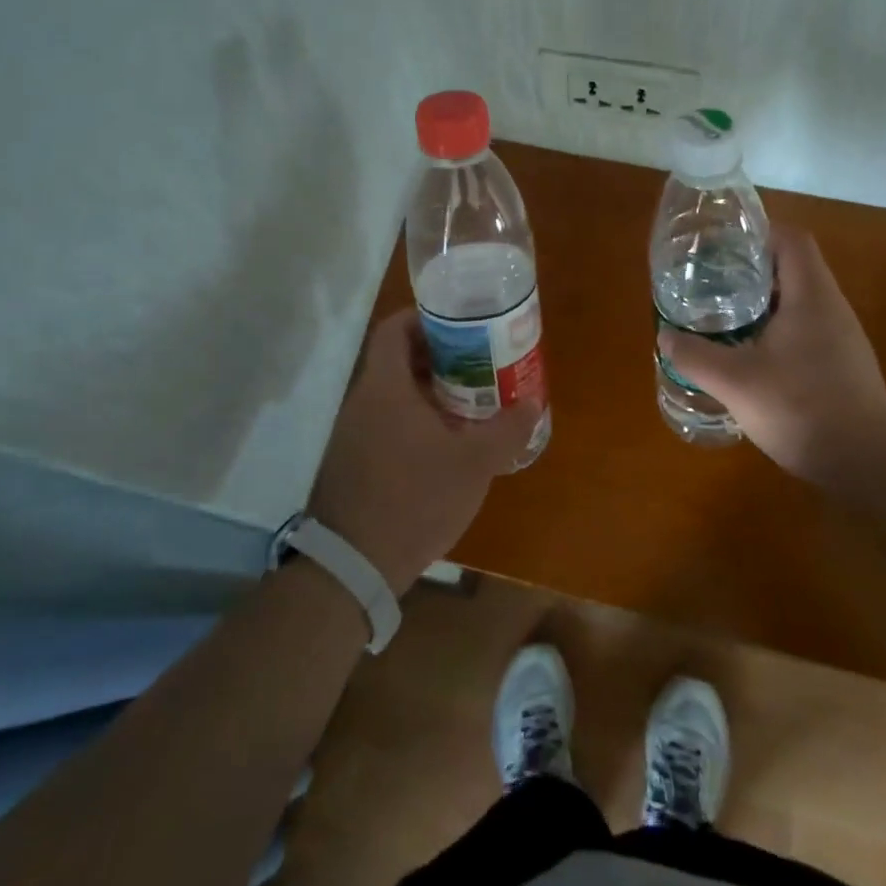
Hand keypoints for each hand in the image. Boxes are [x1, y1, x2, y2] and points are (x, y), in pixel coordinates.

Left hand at [308, 309, 536, 594]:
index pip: (395, 329)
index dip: (425, 318)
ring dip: (430, 392)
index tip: (461, 326)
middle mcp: (362, 402)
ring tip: (470, 403)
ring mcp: (353, 434)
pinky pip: (386, 423)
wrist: (353, 566)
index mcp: (385, 387)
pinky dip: (415, 421)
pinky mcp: (353, 462)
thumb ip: (507, 429)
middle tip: (479, 364)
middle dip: (440, 358)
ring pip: (394, 395)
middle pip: (399, 361)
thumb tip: (532, 401)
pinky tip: (445, 445)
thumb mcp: (474, 464)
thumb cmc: (415, 499)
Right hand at [658, 227, 885, 487]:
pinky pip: (805, 329)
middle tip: (711, 282)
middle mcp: (832, 307)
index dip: (758, 234)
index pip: (791, 240)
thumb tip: (666, 337)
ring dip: (762, 303)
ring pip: (798, 301)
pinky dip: (776, 330)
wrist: (867, 463)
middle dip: (751, 270)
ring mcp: (842, 338)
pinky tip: (750, 356)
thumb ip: (696, 356)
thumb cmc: (802, 408)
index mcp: (811, 295)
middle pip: (793, 268)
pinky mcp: (842, 365)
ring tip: (723, 315)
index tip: (722, 247)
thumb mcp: (736, 382)